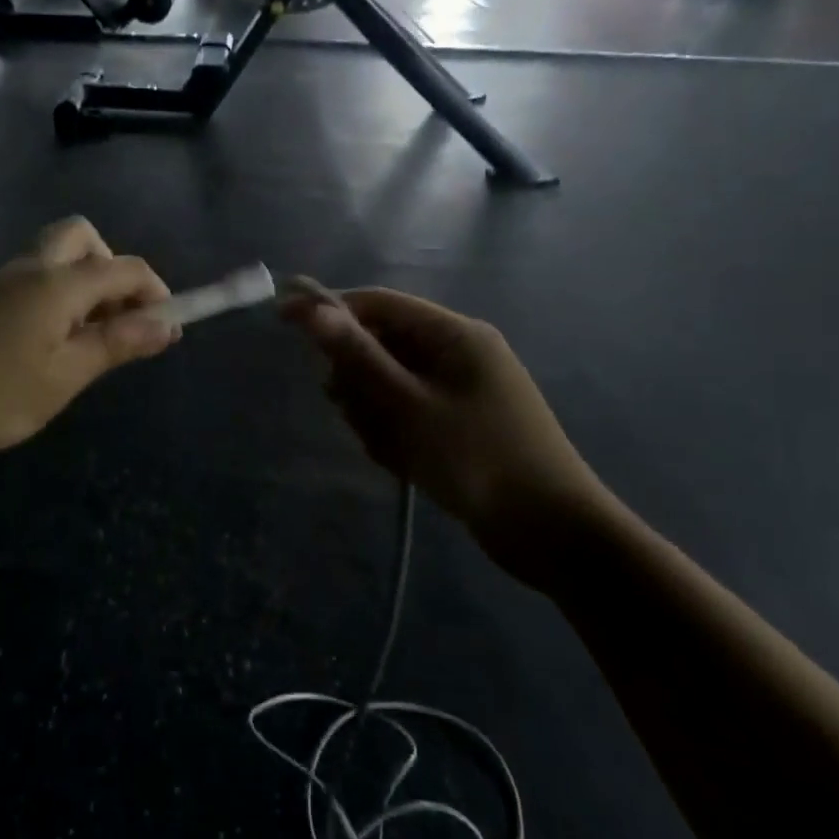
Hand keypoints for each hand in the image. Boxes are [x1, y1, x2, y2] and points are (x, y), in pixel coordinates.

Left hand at [0, 218, 177, 460]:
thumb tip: (168, 324)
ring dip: (81, 286)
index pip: (124, 268)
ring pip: (53, 259)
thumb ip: (115, 345)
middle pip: (83, 239)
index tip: (169, 330)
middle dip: (112, 270)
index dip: (157, 293)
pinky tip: (40, 348)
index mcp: (57, 283)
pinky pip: (28, 281)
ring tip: (82, 343)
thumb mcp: (62, 377)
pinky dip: (52, 299)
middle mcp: (29, 268)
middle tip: (116, 319)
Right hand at [281, 283, 618, 590]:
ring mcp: (459, 389)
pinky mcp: (458, 422)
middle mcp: (457, 352)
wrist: (554, 535)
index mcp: (454, 334)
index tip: (284, 322)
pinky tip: (403, 463)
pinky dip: (395, 433)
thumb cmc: (479, 460)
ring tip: (389, 449)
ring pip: (388, 383)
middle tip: (353, 412)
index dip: (329, 310)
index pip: (378, 303)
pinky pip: (406, 412)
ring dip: (374, 413)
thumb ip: (359, 357)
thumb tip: (314, 310)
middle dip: (358, 379)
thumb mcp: (409, 407)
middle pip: (380, 345)